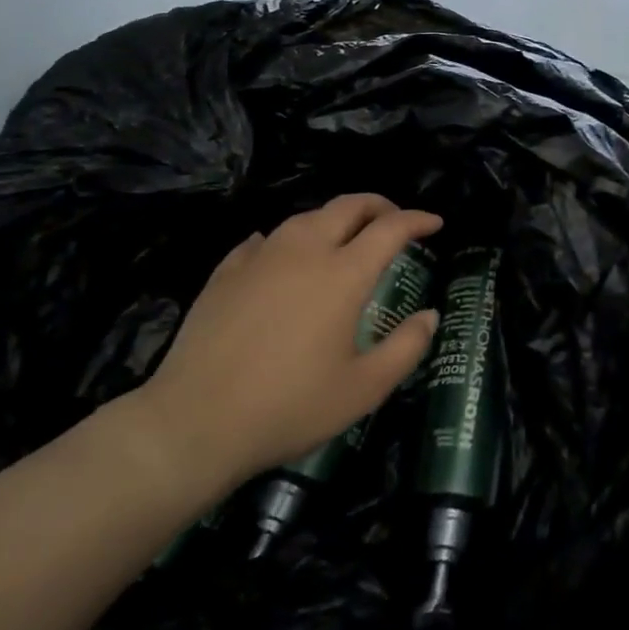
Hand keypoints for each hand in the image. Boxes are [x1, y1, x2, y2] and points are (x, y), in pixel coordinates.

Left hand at [112, 194, 442, 508]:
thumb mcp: (363, 389)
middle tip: (394, 221)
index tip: (435, 224)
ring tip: (343, 238)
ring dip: (334, 219)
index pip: (390, 228)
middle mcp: (305, 251)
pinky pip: (264, 240)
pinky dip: (286, 239)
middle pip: (348, 206)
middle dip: (379, 205)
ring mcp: (260, 258)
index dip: (417, 220)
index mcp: (343, 274)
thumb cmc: (288, 407)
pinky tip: (282, 255)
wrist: (193, 423)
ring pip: (305, 217)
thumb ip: (406, 348)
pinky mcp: (226, 273)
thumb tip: (430, 316)